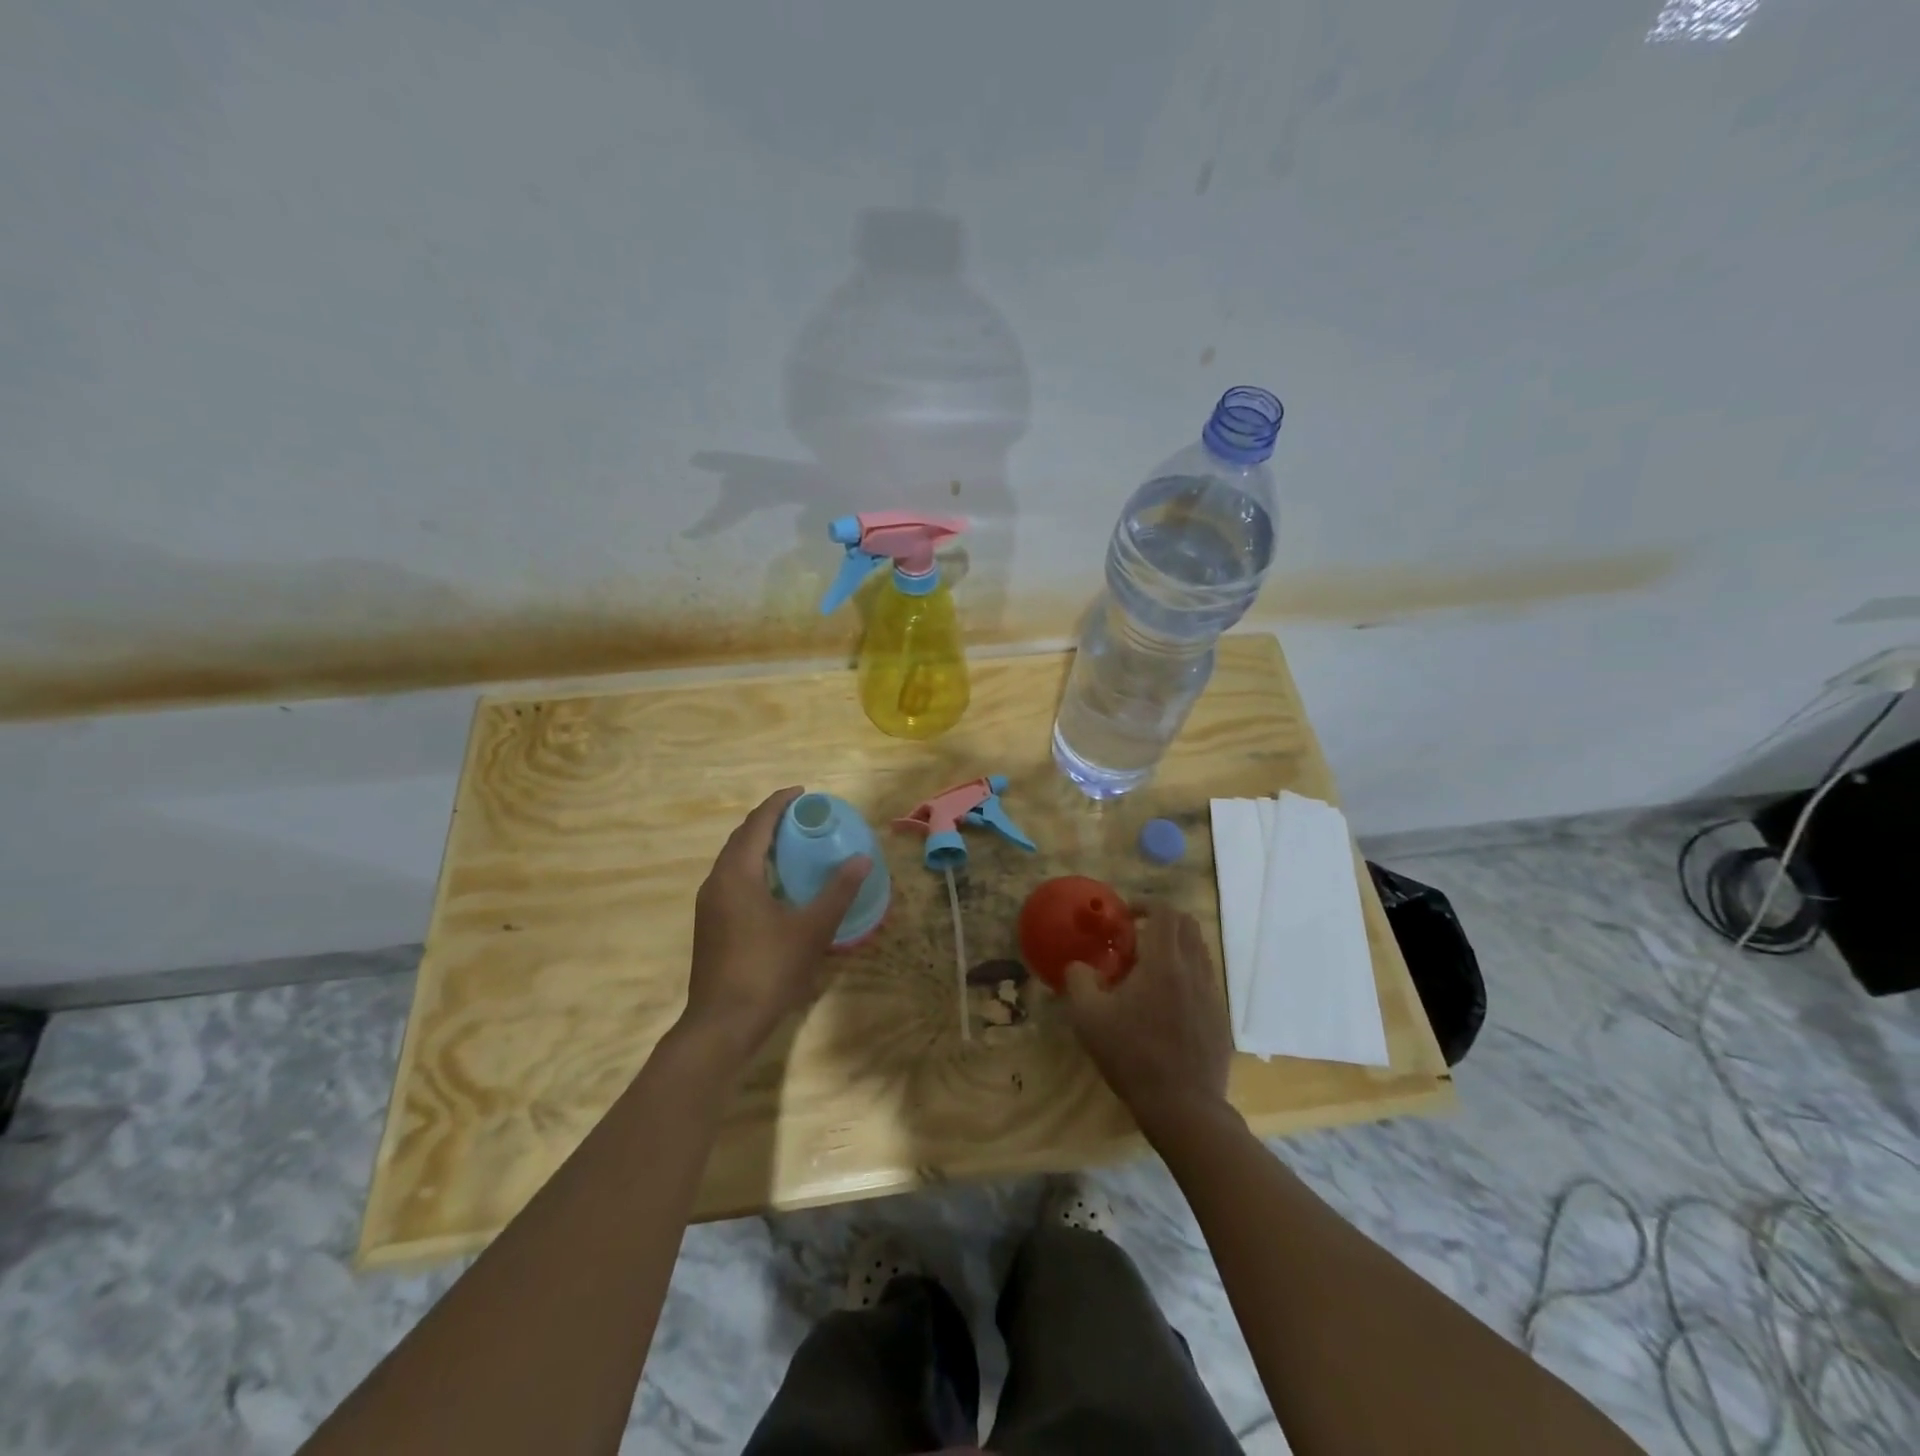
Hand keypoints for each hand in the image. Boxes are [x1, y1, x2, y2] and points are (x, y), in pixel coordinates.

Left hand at [680, 787, 870, 1063]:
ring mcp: (709, 904)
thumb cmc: (768, 970)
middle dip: (770, 821)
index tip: (803, 793)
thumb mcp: (812, 929)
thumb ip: (838, 891)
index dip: (779, 803)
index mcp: (737, 874)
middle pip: (742, 837)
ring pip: (734, 860)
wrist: (722, 1024)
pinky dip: (754, 867)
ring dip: (760, 845)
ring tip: (792, 843)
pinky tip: (776, 884)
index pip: (757, 824)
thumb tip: (862, 860)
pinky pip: (732, 879)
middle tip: (802, 816)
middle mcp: (717, 881)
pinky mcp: (710, 924)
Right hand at [1063, 905, 1232, 1137]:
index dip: (1145, 904)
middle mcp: (1194, 969)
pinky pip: (1205, 978)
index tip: (1125, 914)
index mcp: (1164, 962)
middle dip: (1161, 920)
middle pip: (1187, 924)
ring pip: (1199, 951)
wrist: (1183, 1106)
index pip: (1165, 912)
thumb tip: (1079, 966)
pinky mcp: (1219, 1016)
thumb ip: (1078, 981)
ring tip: (1149, 969)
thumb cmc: (1132, 1055)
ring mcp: (1211, 993)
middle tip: (1136, 937)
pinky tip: (1166, 1001)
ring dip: (1175, 946)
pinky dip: (1186, 973)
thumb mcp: (1088, 1017)